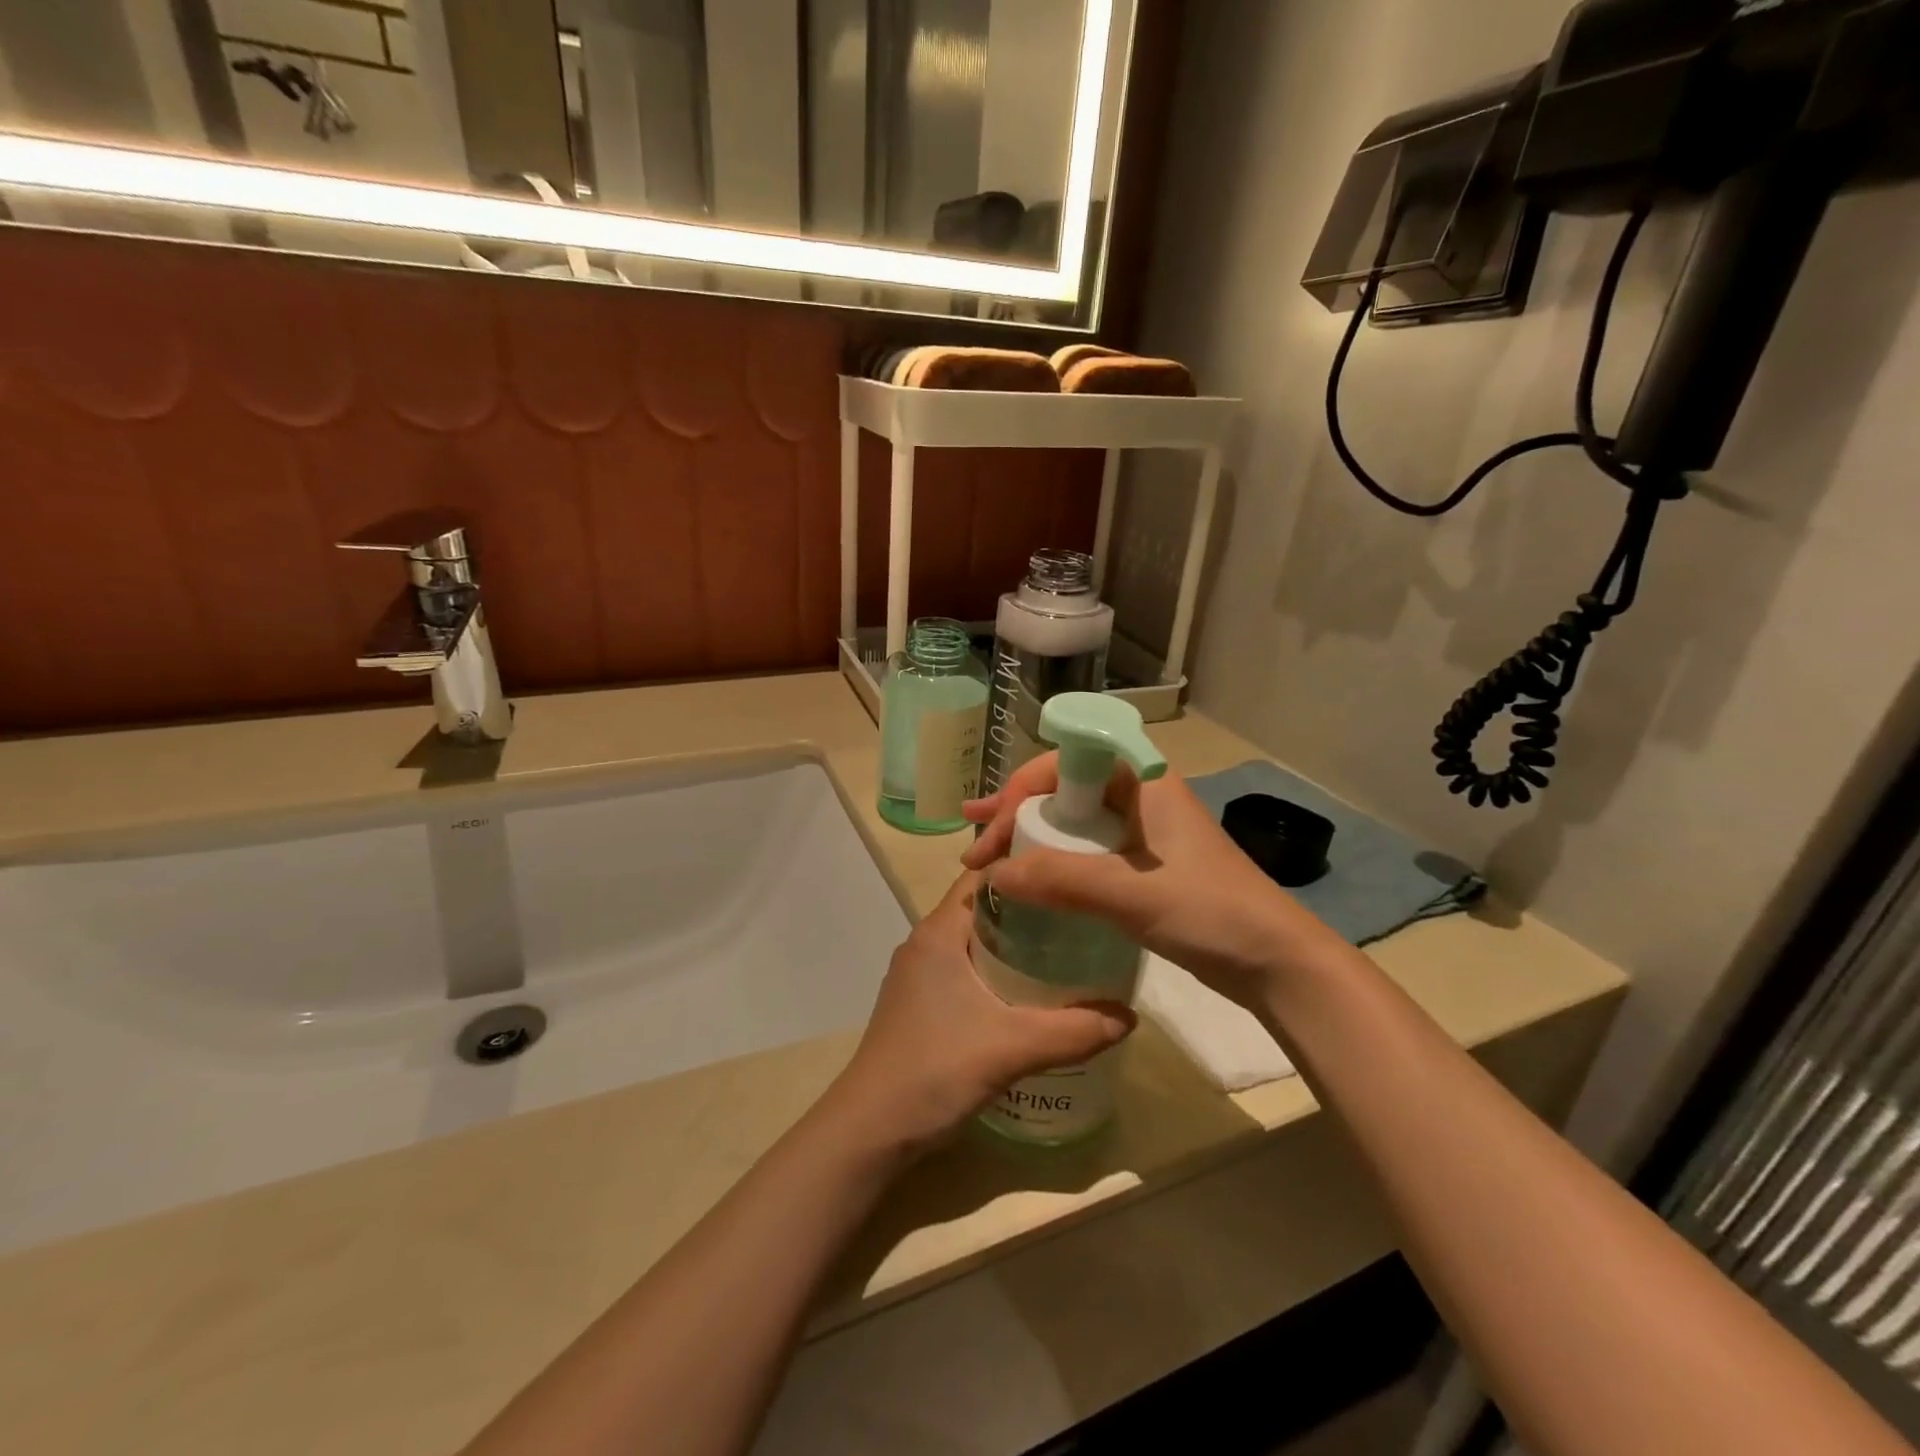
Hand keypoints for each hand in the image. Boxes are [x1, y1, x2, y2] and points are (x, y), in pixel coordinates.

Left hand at [827, 872, 1134, 1157]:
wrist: (870, 1130)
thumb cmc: (934, 1070)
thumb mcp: (1011, 1048)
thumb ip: (1074, 1031)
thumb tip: (1130, 1017)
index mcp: (938, 931)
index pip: (985, 877)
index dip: (1027, 871)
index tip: (1073, 878)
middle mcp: (926, 942)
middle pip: (985, 909)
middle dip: (1031, 912)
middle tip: (1082, 920)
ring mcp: (919, 975)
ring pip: (976, 943)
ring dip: (1016, 946)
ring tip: (1067, 955)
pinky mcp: (920, 1004)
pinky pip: (967, 971)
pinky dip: (999, 974)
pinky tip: (1031, 998)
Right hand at [961, 755, 1341, 1011]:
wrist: (1277, 963)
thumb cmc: (1212, 912)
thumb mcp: (1133, 894)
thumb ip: (1062, 881)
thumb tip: (994, 876)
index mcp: (1143, 780)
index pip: (1068, 758)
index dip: (1023, 784)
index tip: (992, 821)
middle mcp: (1140, 796)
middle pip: (1064, 787)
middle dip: (1014, 808)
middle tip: (972, 835)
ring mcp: (1141, 832)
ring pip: (1072, 820)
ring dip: (1028, 834)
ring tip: (984, 855)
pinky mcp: (1142, 865)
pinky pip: (1085, 850)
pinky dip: (1051, 860)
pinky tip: (1028, 880)